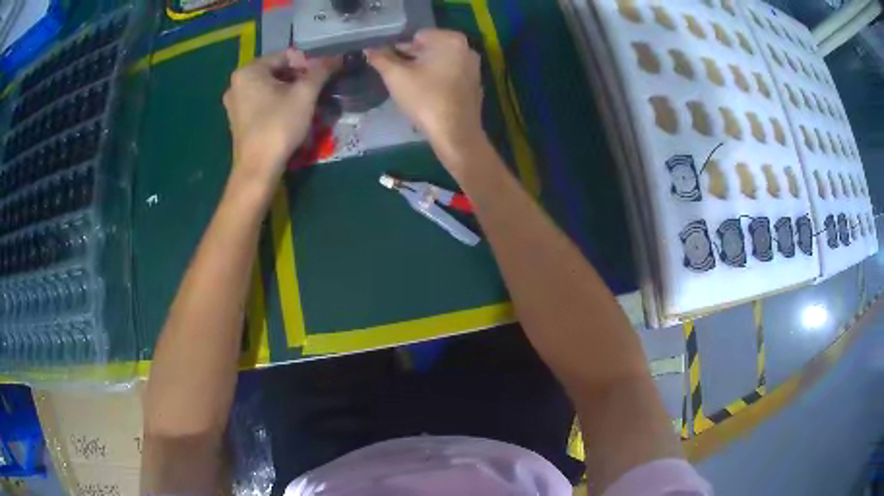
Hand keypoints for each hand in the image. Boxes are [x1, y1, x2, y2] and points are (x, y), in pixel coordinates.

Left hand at [223, 49, 338, 187]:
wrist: (258, 169)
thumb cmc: (278, 126)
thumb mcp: (305, 94)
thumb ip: (321, 70)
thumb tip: (337, 57)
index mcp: (248, 71)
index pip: (285, 56)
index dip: (308, 63)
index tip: (323, 76)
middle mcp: (236, 84)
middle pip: (276, 71)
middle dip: (299, 78)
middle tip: (317, 90)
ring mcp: (234, 104)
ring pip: (269, 88)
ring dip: (290, 91)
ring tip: (307, 102)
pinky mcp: (238, 121)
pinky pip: (262, 102)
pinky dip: (277, 103)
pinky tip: (290, 115)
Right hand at [366, 29, 484, 168]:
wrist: (455, 134)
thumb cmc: (425, 99)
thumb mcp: (395, 76)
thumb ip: (380, 59)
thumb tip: (369, 49)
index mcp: (450, 39)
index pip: (417, 36)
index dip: (399, 49)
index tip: (389, 65)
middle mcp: (467, 48)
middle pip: (430, 48)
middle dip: (411, 59)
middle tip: (397, 77)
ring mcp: (474, 67)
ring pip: (440, 62)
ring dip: (423, 70)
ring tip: (409, 87)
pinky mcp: (475, 85)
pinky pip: (451, 75)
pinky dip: (438, 80)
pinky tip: (427, 95)